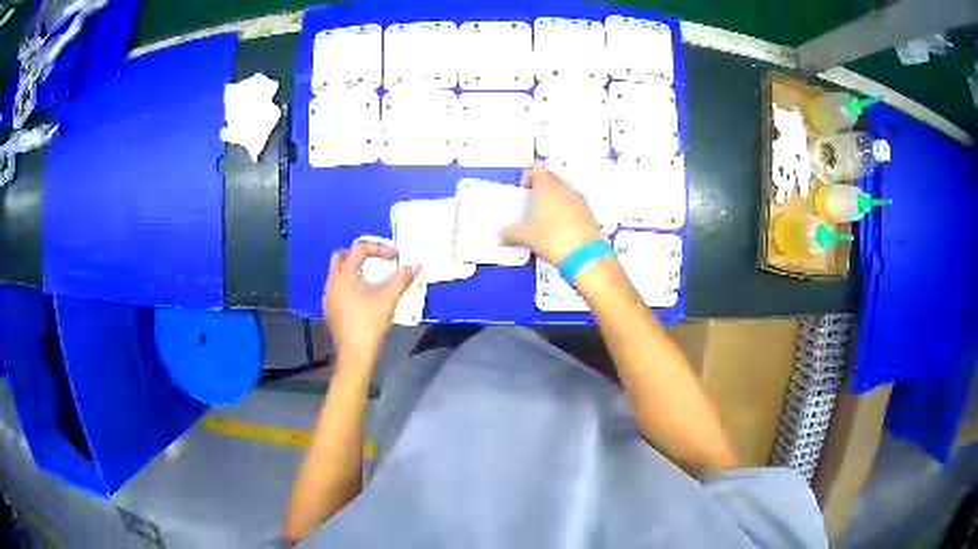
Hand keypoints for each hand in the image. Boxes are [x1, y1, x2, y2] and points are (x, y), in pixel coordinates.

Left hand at [322, 240, 418, 363]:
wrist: (355, 353)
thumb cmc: (370, 322)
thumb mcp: (389, 298)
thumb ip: (402, 278)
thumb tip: (416, 265)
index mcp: (344, 274)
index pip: (359, 249)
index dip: (378, 248)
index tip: (393, 257)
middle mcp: (332, 282)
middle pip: (341, 256)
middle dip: (358, 254)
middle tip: (376, 260)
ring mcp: (327, 296)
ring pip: (337, 273)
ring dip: (352, 270)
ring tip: (371, 278)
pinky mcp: (329, 309)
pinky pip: (336, 288)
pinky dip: (348, 285)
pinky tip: (362, 297)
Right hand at [499, 163, 602, 264]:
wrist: (581, 253)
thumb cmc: (556, 237)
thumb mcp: (525, 236)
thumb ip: (510, 232)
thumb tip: (503, 235)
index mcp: (546, 186)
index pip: (536, 168)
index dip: (528, 175)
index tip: (525, 187)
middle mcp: (564, 188)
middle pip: (551, 178)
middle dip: (541, 189)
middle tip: (533, 203)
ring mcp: (578, 199)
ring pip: (565, 191)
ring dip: (556, 200)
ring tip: (546, 218)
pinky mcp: (588, 212)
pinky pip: (576, 205)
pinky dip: (568, 212)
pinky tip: (560, 228)